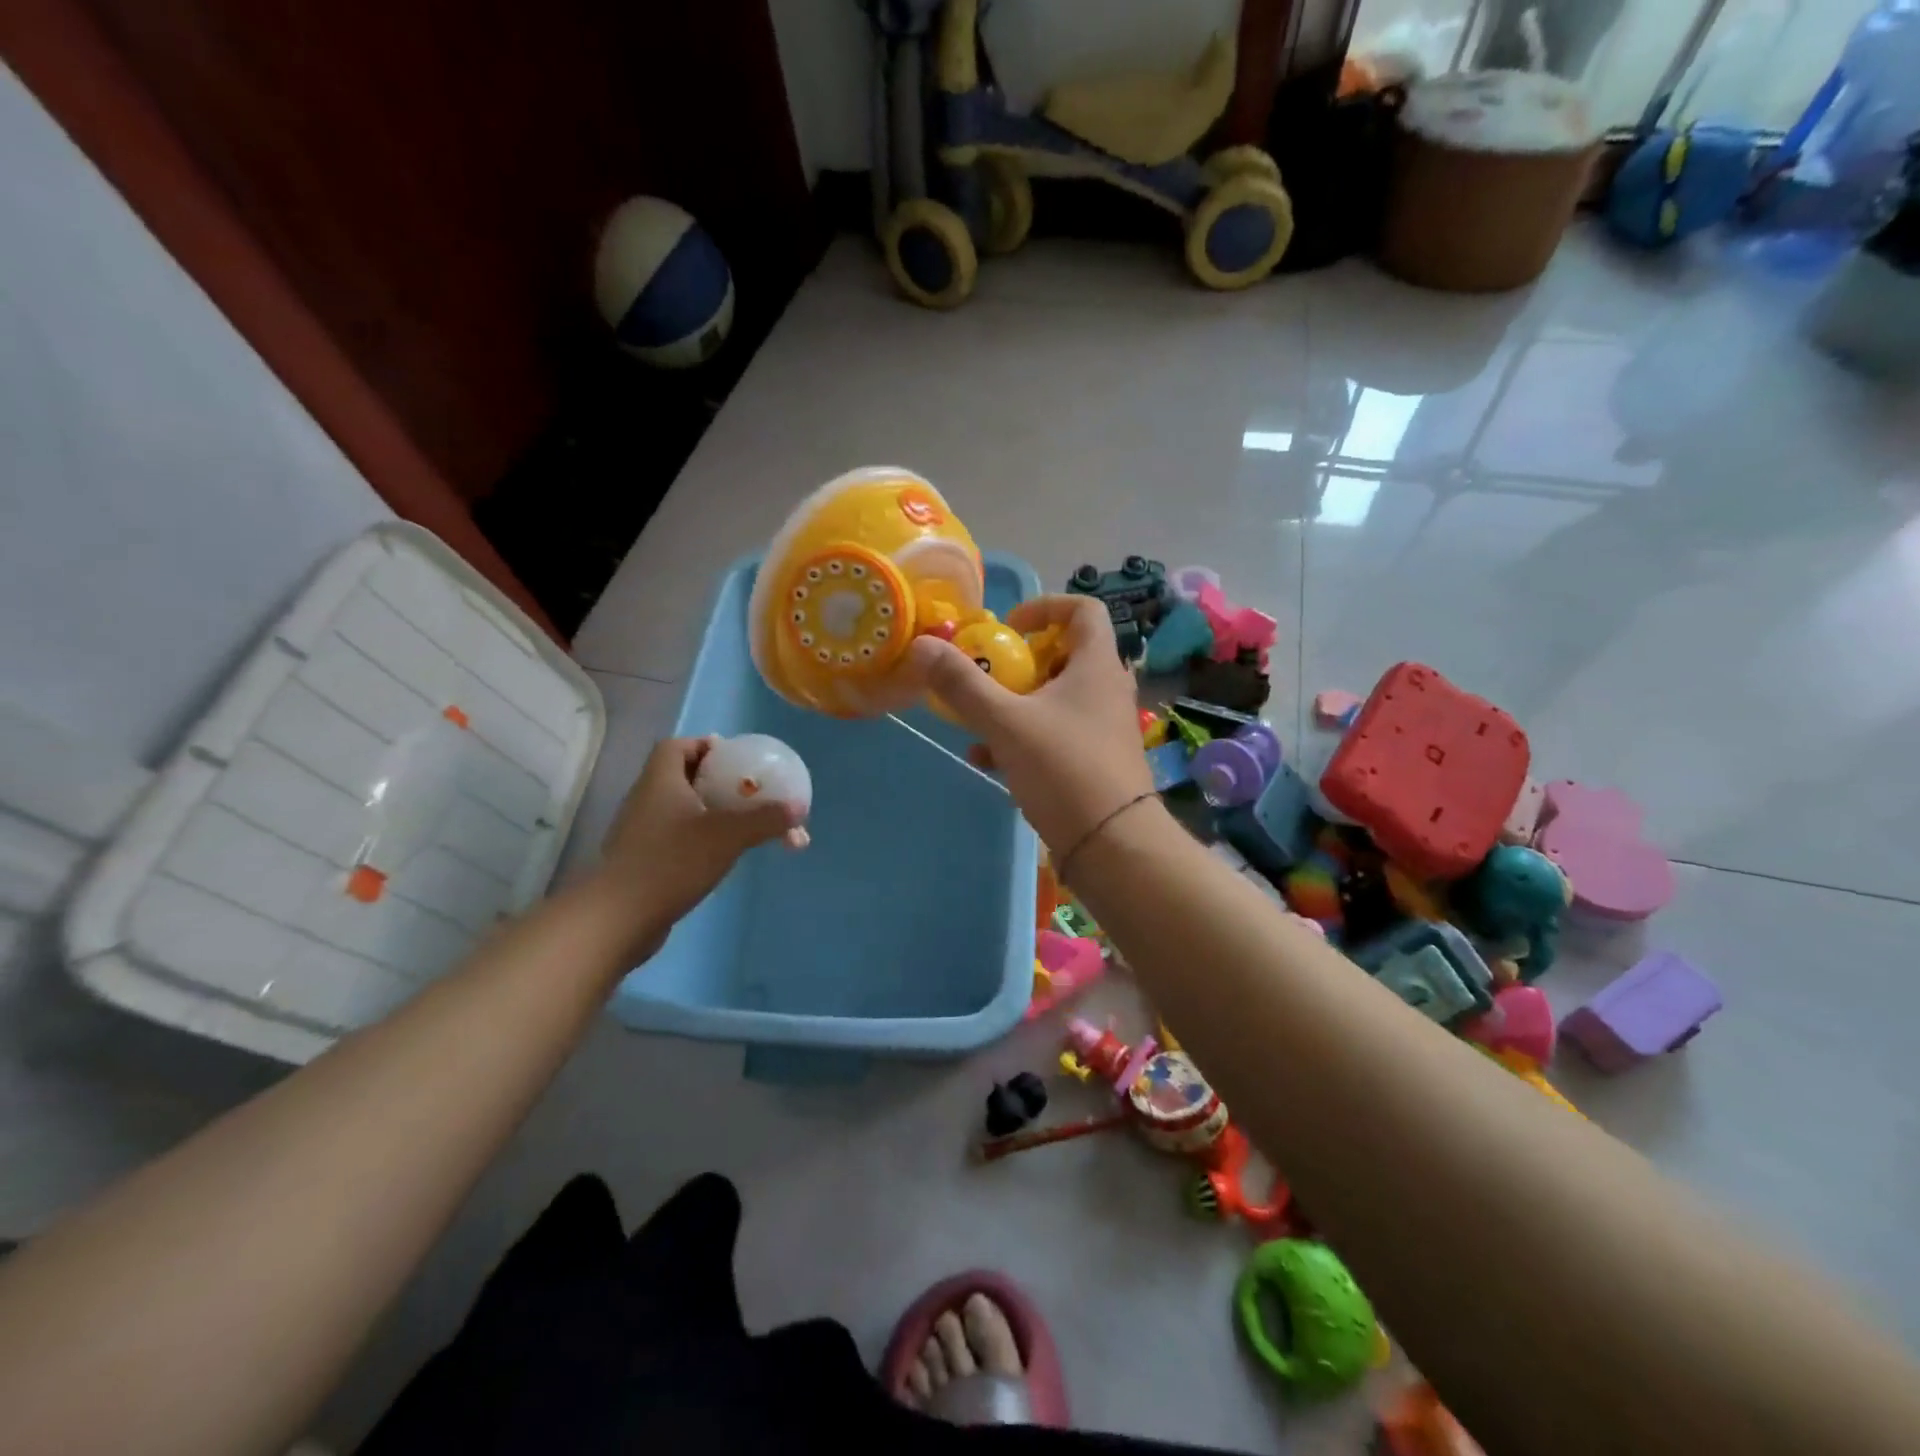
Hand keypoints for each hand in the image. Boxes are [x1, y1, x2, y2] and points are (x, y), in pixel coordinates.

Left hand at [598, 737, 800, 946]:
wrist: (619, 918)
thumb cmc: (672, 862)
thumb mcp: (728, 835)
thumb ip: (766, 819)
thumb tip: (799, 807)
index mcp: (660, 781)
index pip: (677, 747)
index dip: (703, 746)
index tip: (732, 757)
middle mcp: (645, 800)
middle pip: (681, 777)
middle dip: (715, 781)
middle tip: (747, 791)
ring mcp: (640, 833)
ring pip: (680, 810)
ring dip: (709, 812)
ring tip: (742, 825)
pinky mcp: (640, 862)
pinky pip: (675, 838)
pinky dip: (699, 839)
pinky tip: (721, 856)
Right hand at [906, 595, 1152, 855]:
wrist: (1112, 844)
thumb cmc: (1064, 769)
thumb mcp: (1006, 724)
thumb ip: (963, 685)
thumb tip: (922, 646)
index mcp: (1096, 665)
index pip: (1083, 609)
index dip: (1044, 607)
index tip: (1008, 628)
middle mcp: (1106, 688)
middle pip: (1063, 655)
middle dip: (1018, 664)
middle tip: (989, 677)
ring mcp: (1103, 726)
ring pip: (1055, 698)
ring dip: (1014, 705)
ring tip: (978, 726)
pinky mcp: (1096, 759)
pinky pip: (1056, 733)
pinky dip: (1024, 738)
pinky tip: (989, 762)